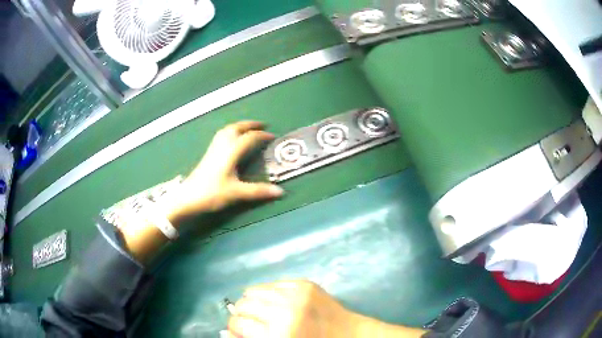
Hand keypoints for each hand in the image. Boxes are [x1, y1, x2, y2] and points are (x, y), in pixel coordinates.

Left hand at [164, 121, 283, 221]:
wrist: (187, 198)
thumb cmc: (211, 194)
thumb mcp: (236, 193)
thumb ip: (258, 191)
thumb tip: (281, 192)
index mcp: (231, 152)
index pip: (249, 138)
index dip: (262, 136)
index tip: (273, 137)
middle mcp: (222, 146)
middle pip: (236, 128)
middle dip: (250, 124)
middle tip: (262, 125)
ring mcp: (213, 149)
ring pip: (226, 130)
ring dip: (239, 126)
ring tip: (248, 128)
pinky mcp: (207, 154)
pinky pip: (221, 136)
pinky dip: (230, 132)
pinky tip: (231, 139)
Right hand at [228, 280, 356, 337]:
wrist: (349, 335)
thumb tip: (224, 332)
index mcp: (278, 333)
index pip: (238, 323)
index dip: (234, 329)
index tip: (239, 332)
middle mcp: (284, 310)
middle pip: (243, 304)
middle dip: (242, 315)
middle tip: (251, 323)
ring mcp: (296, 293)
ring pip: (254, 290)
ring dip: (253, 302)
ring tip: (261, 311)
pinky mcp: (305, 283)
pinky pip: (273, 284)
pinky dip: (269, 293)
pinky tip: (276, 303)